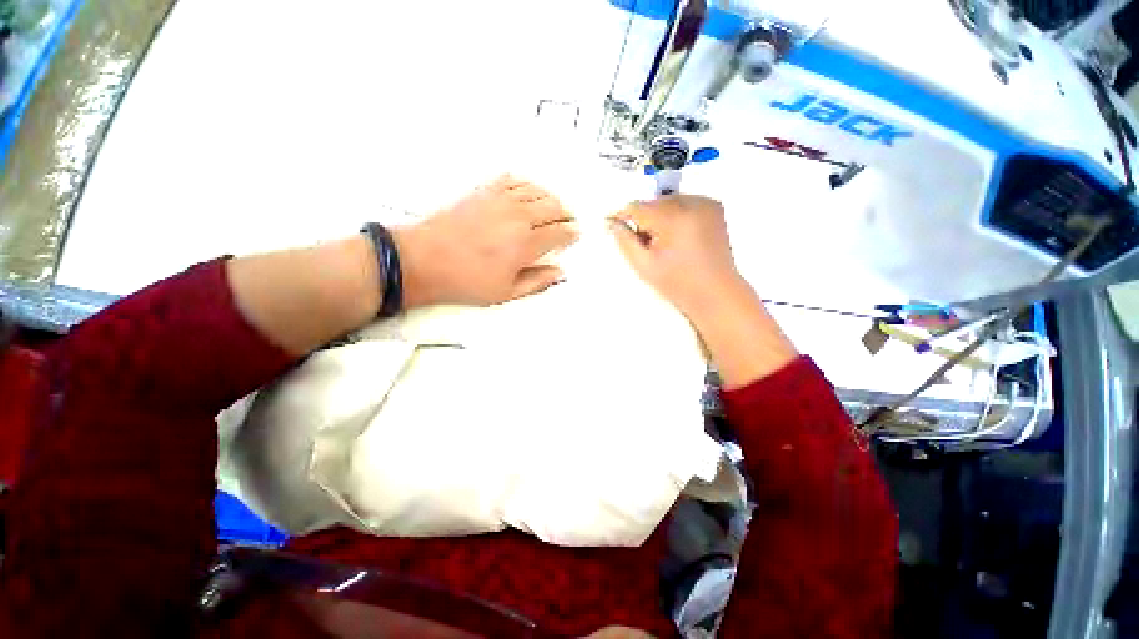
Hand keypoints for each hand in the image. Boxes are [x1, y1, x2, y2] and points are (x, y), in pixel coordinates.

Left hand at [394, 176, 577, 306]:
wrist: (424, 260)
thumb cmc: (466, 281)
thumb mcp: (506, 292)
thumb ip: (537, 281)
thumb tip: (559, 272)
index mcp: (526, 243)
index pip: (560, 232)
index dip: (571, 233)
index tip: (576, 234)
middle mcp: (518, 216)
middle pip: (553, 206)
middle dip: (566, 213)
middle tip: (568, 220)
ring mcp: (500, 200)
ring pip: (536, 190)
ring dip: (549, 197)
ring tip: (552, 206)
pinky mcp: (483, 191)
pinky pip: (512, 180)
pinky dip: (525, 184)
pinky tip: (527, 191)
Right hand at [609, 195, 796, 387]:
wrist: (716, 292)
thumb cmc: (678, 283)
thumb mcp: (644, 265)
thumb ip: (625, 240)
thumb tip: (612, 222)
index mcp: (673, 218)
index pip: (638, 206)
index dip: (623, 215)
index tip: (613, 225)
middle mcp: (692, 203)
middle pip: (654, 202)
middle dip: (644, 220)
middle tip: (646, 245)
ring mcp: (706, 203)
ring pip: (668, 202)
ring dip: (659, 217)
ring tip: (664, 244)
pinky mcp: (715, 207)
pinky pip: (684, 203)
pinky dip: (676, 215)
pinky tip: (679, 237)